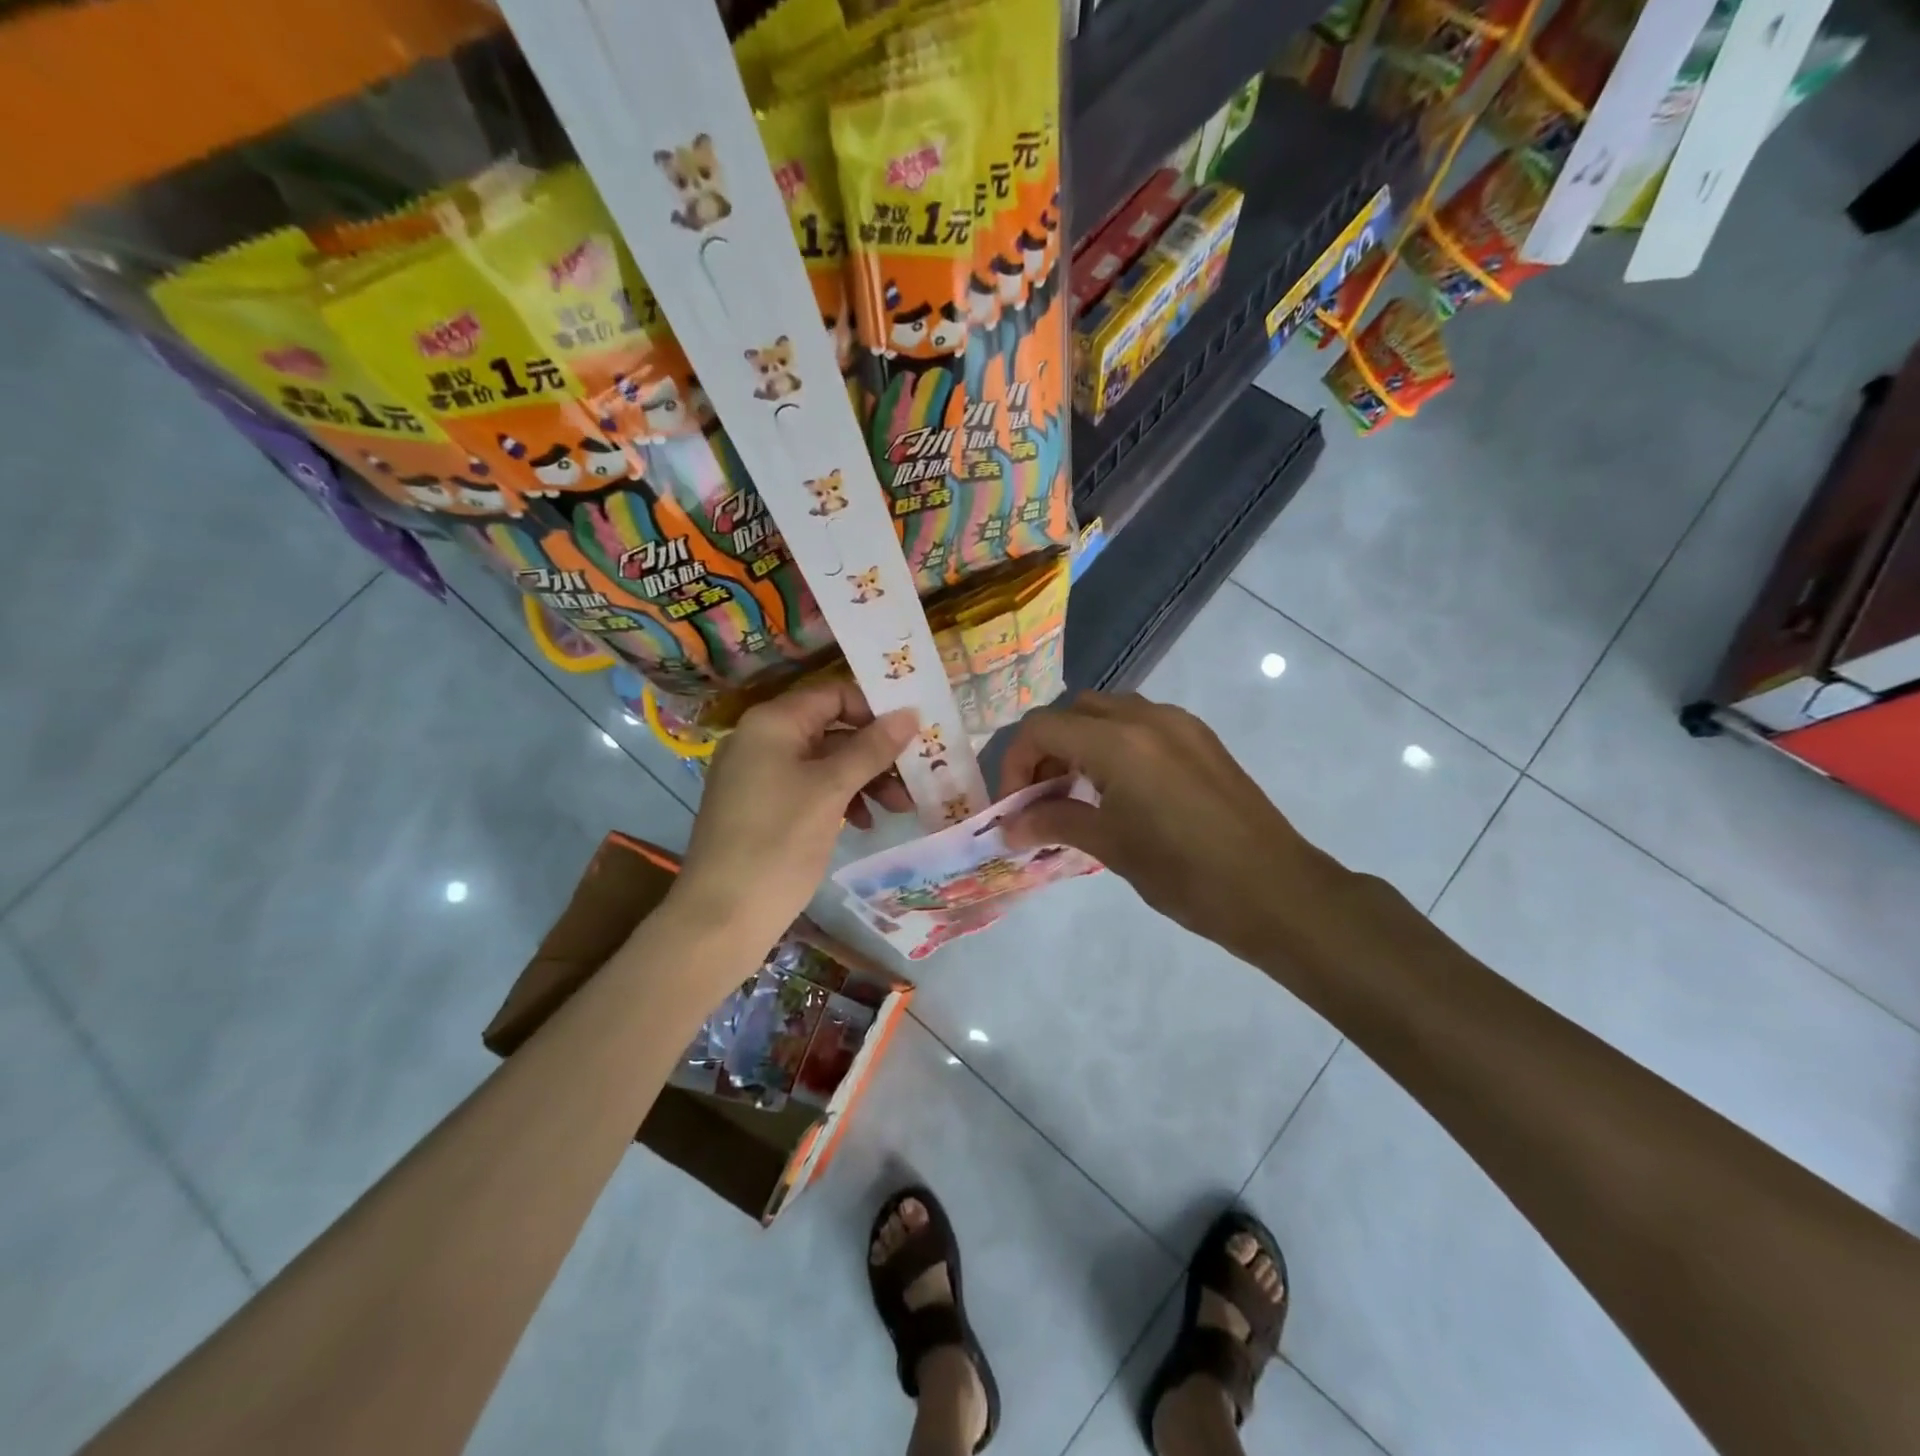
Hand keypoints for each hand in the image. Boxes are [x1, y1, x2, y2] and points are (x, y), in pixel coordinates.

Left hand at [674, 682, 916, 948]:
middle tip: (914, 778)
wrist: (722, 916)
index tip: (912, 735)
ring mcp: (758, 774)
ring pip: (824, 762)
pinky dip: (840, 798)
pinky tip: (862, 823)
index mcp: (773, 722)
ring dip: (864, 779)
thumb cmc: (779, 841)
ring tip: (899, 808)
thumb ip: (872, 748)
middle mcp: (762, 738)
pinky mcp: (761, 806)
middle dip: (876, 752)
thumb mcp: (831, 790)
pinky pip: (809, 788)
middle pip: (832, 729)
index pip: (834, 693)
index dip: (875, 709)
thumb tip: (910, 713)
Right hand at [997, 692, 1350, 960]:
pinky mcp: (1201, 740)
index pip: (1042, 728)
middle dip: (1047, 749)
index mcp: (1119, 741)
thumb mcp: (1111, 847)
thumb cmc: (1186, 875)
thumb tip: (1008, 827)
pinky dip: (1114, 745)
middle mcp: (1148, 717)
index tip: (1015, 807)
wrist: (1277, 892)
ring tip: (1077, 795)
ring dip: (1080, 743)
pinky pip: (1141, 724)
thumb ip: (1054, 823)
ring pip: (1108, 713)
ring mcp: (1180, 724)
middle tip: (1042, 798)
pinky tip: (1120, 791)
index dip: (1015, 764)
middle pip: (1073, 711)